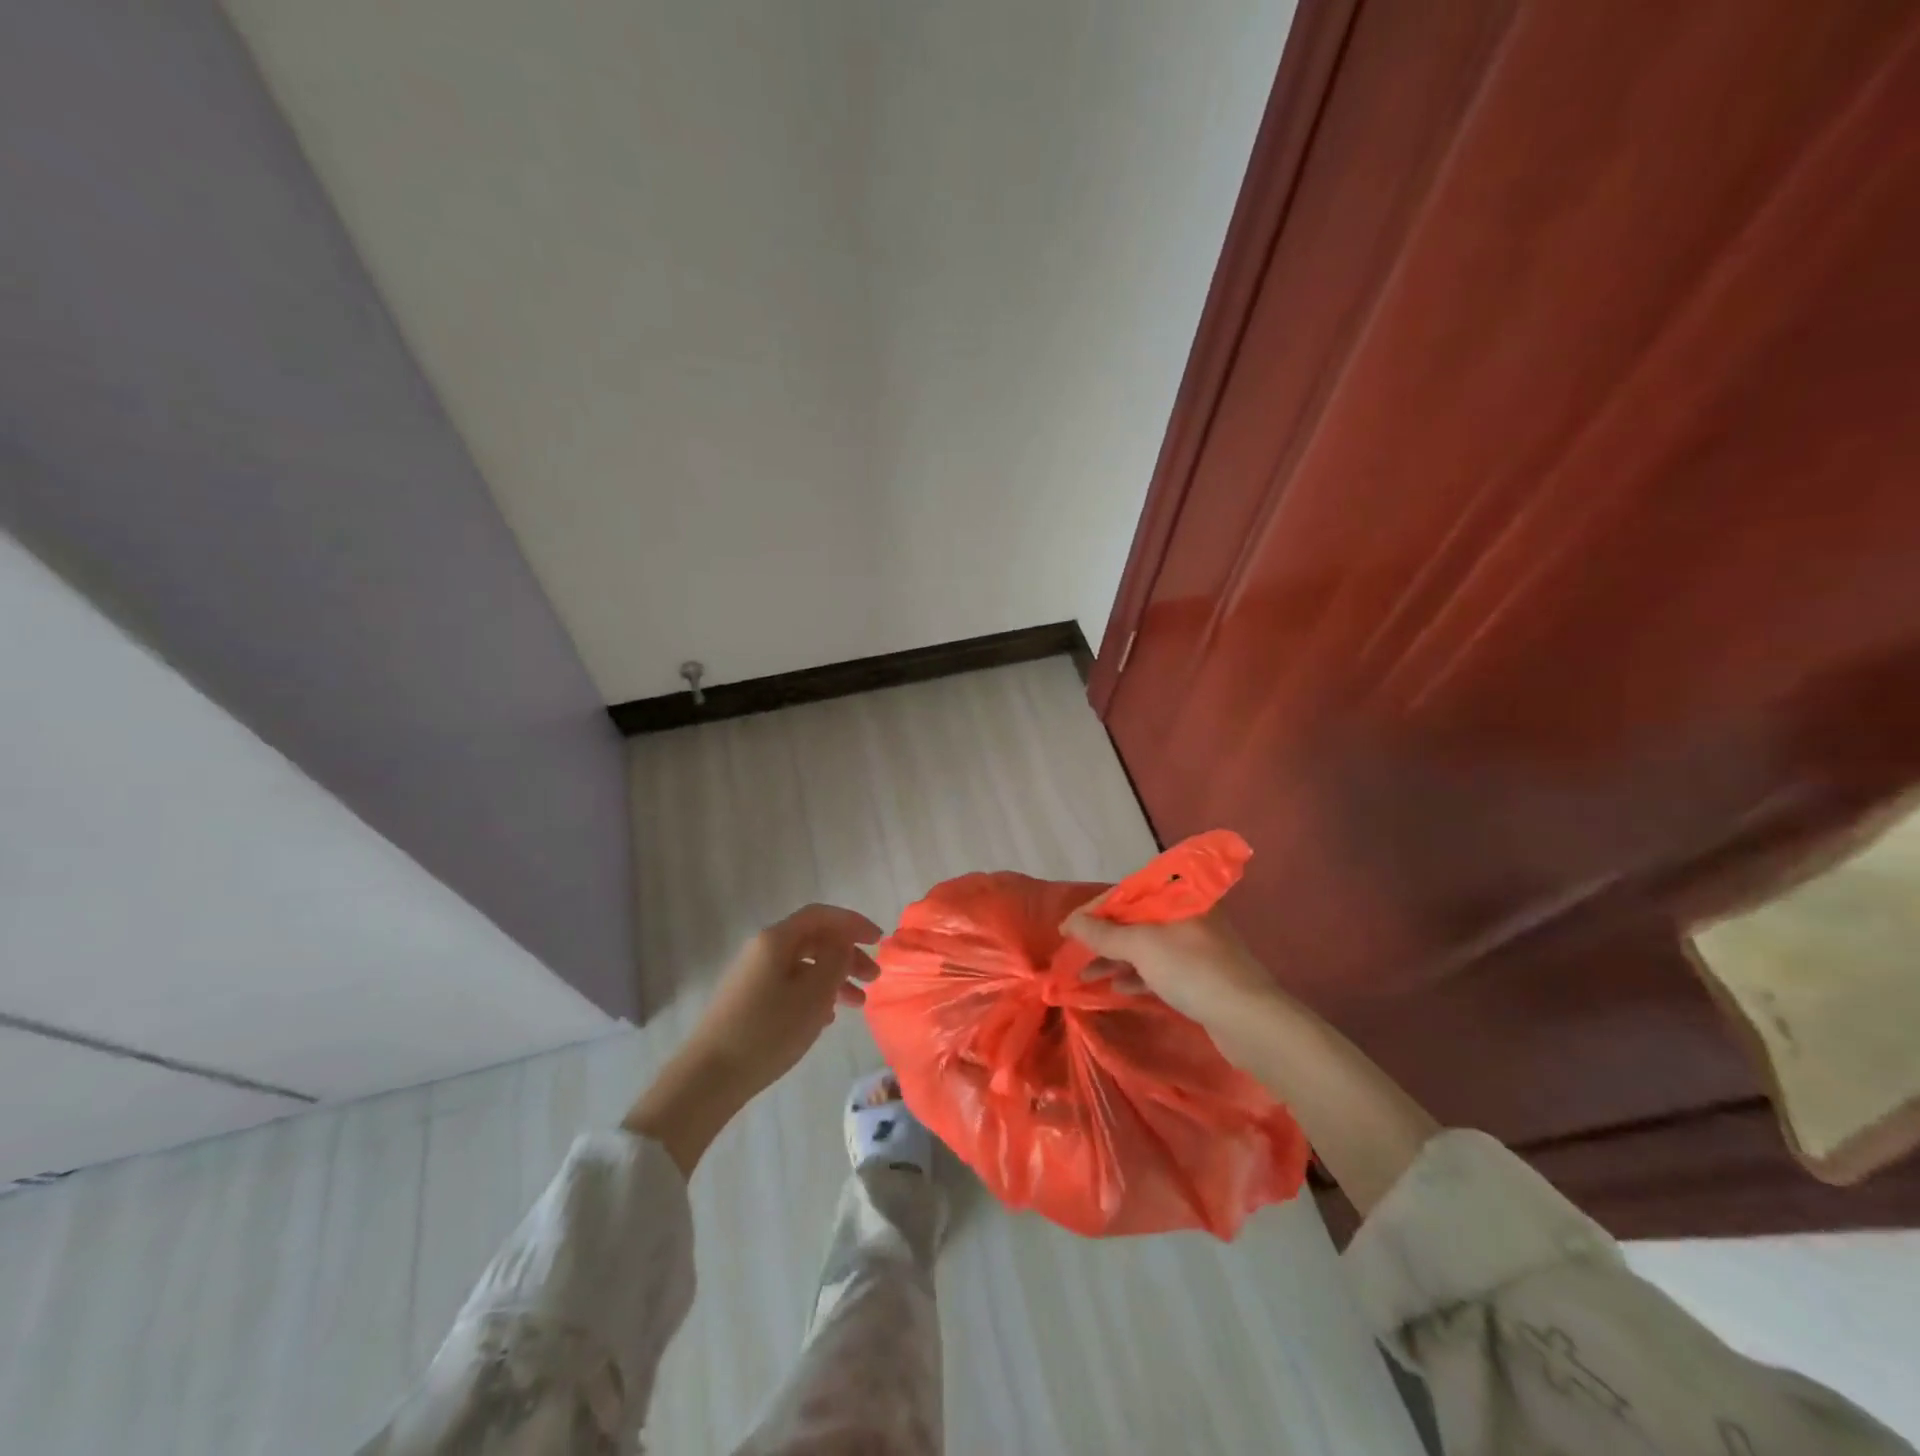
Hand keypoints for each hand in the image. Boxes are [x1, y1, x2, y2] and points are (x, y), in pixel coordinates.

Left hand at [687, 903, 882, 1093]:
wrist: (708, 1078)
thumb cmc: (768, 1031)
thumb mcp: (813, 995)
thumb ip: (835, 960)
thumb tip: (842, 941)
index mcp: (776, 939)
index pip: (821, 915)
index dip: (853, 923)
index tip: (879, 940)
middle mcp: (762, 950)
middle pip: (814, 940)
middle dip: (847, 954)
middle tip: (873, 978)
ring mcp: (753, 976)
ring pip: (803, 965)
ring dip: (834, 978)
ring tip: (858, 1003)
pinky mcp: (748, 1001)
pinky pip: (790, 985)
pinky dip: (814, 994)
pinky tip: (827, 1018)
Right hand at [1061, 905, 1279, 1037]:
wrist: (1249, 1020)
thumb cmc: (1192, 970)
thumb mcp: (1142, 947)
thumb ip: (1104, 934)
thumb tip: (1070, 922)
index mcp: (1179, 896)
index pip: (1127, 892)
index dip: (1094, 910)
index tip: (1067, 928)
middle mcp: (1188, 915)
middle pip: (1136, 919)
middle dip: (1103, 936)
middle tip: (1074, 953)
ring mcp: (1196, 947)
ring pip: (1146, 945)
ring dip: (1115, 957)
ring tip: (1086, 973)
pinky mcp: (1200, 975)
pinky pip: (1159, 968)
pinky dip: (1136, 974)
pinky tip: (1116, 987)